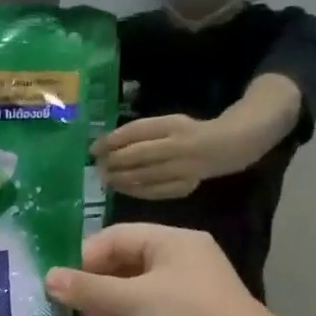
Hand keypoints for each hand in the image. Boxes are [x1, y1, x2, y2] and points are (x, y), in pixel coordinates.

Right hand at [45, 224, 265, 315]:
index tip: (54, 278)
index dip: (83, 256)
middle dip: (87, 287)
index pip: (117, 238)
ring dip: (96, 311)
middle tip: (53, 304)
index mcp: (171, 243)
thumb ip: (89, 289)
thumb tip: (48, 279)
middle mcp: (174, 265)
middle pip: (120, 268)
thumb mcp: (133, 298)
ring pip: (126, 299)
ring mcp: (176, 299)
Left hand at [93, 115, 229, 200]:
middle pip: (139, 155)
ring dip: (120, 179)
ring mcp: (183, 169)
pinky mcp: (184, 187)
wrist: (222, 147)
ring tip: (105, 179)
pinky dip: (134, 191)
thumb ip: (141, 133)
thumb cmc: (185, 133)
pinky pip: (154, 192)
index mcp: (173, 124)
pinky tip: (121, 189)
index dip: (112, 140)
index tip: (93, 148)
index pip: (136, 131)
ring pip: (144, 176)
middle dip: (114, 162)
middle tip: (98, 167)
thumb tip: (105, 146)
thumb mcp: (166, 123)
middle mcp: (179, 146)